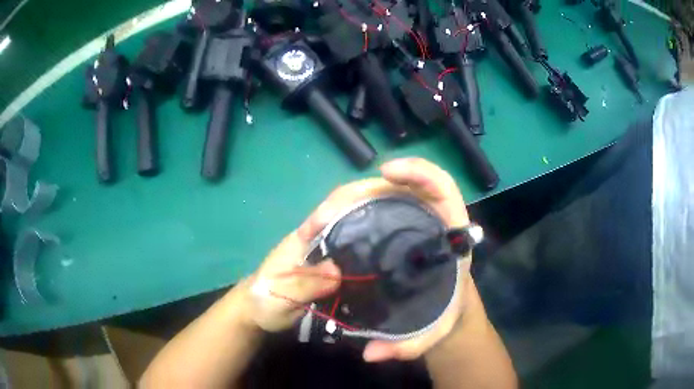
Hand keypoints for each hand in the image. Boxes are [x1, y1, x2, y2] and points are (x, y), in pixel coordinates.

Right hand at [297, 157, 472, 362]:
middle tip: (326, 214)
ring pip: (374, 196)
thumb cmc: (444, 310)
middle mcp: (426, 217)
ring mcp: (403, 220)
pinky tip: (324, 227)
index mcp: (449, 230)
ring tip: (317, 224)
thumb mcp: (433, 331)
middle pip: (396, 186)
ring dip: (343, 202)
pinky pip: (365, 210)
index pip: (440, 185)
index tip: (386, 172)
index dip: (417, 171)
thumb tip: (371, 354)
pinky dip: (343, 212)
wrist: (444, 307)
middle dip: (360, 191)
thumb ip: (408, 345)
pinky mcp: (387, 228)